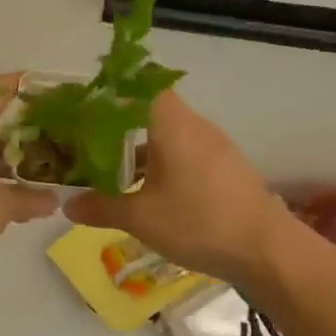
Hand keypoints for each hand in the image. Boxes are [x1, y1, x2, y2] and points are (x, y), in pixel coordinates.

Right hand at [65, 91, 295, 288]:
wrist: (267, 250)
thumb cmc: (198, 222)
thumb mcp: (141, 218)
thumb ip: (101, 207)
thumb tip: (67, 205)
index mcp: (171, 123)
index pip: (140, 84)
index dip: (112, 90)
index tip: (86, 106)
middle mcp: (194, 124)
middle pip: (150, 110)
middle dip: (119, 125)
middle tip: (89, 144)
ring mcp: (215, 145)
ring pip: (169, 134)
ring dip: (142, 148)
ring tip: (114, 172)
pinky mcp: (226, 166)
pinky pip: (186, 152)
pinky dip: (164, 162)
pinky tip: (150, 191)